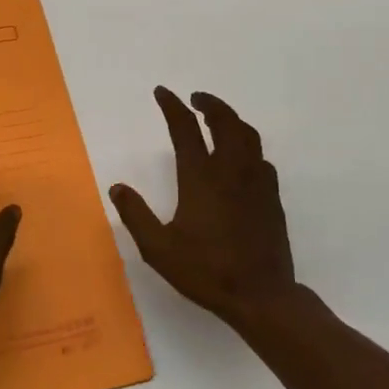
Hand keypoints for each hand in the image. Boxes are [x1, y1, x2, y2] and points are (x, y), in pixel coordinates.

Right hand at [110, 88, 297, 330]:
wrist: (261, 296)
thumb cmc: (206, 271)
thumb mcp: (158, 249)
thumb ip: (136, 215)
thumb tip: (117, 188)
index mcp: (200, 177)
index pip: (185, 128)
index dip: (172, 106)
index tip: (162, 92)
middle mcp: (230, 171)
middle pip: (224, 121)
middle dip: (209, 104)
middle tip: (195, 98)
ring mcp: (256, 182)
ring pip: (248, 136)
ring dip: (231, 119)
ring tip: (218, 119)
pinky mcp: (271, 198)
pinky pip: (261, 159)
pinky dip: (248, 147)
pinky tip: (242, 159)